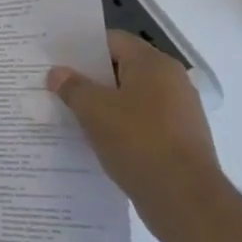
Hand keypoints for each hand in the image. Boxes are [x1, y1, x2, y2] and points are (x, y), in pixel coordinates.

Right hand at [47, 31, 230, 241]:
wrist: (185, 201)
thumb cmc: (138, 142)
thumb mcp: (93, 110)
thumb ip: (72, 86)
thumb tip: (58, 73)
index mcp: (154, 65)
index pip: (112, 41)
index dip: (82, 48)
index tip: (56, 59)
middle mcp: (172, 81)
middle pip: (122, 68)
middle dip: (89, 77)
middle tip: (57, 85)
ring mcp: (179, 112)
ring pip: (131, 97)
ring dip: (103, 104)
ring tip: (71, 113)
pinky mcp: (180, 139)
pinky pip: (141, 122)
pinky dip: (120, 126)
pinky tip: (96, 139)